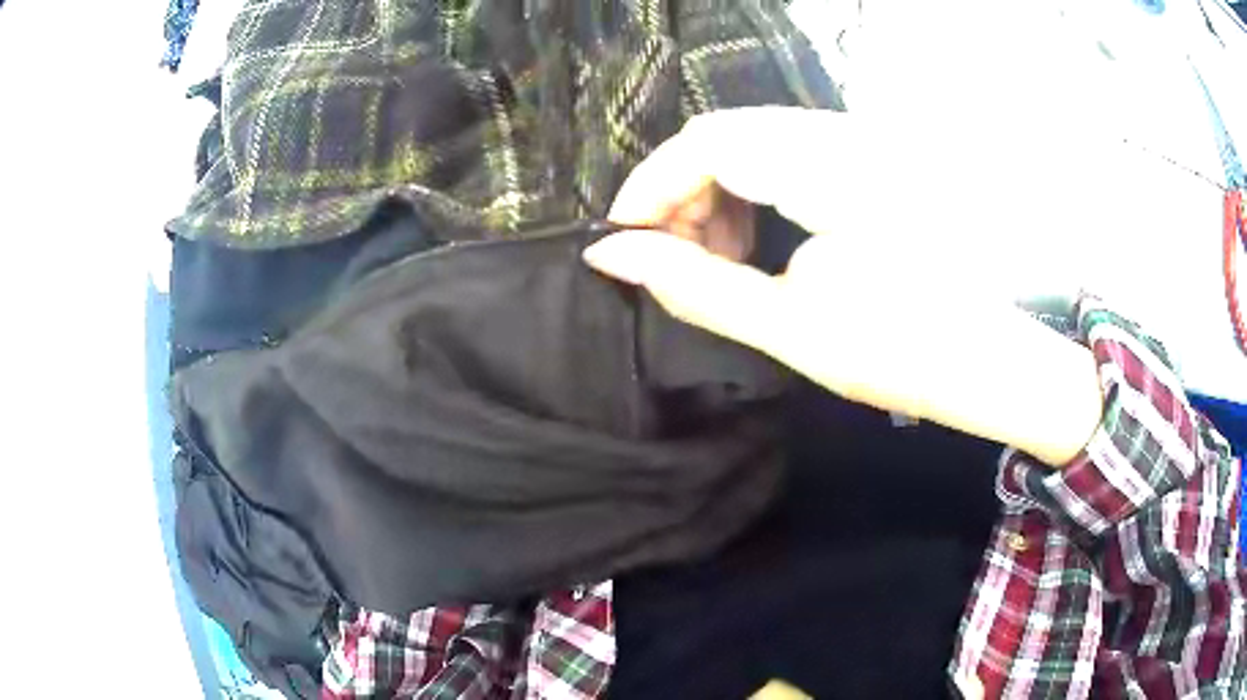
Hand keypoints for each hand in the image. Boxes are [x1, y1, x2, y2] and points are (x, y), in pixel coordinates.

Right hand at [586, 107, 1102, 464]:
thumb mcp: (789, 327)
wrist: (989, 360)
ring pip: (755, 138)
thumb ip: (694, 286)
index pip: (708, 140)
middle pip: (727, 132)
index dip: (652, 186)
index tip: (624, 241)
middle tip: (672, 256)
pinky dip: (755, 186)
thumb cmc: (901, 355)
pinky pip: (788, 149)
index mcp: (832, 170)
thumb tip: (610, 256)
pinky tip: (760, 235)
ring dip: (717, 189)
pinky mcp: (872, 155)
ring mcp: (864, 141)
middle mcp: (847, 134)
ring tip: (717, 253)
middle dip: (682, 191)